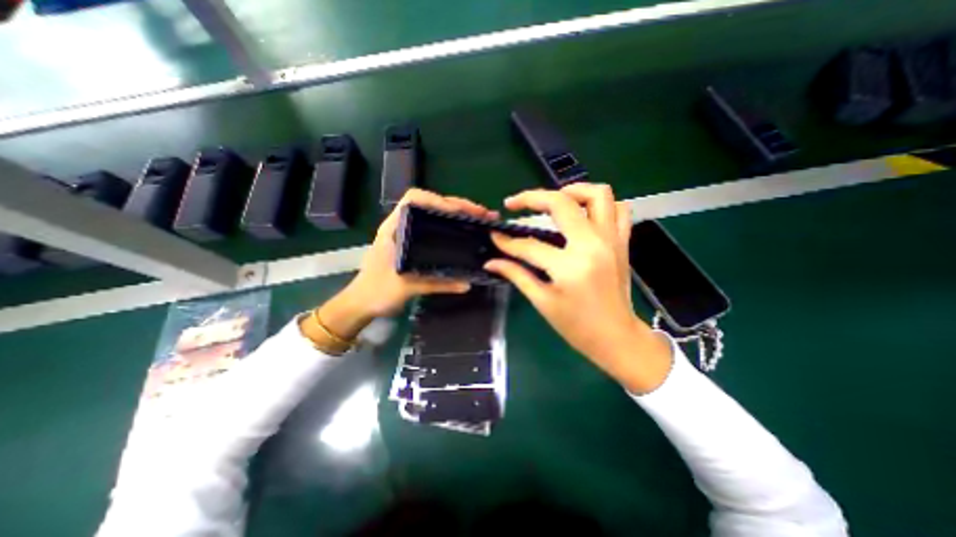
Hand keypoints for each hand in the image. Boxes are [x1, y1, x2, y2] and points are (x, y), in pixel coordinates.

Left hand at [307, 191, 499, 345]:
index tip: (459, 212)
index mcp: (394, 227)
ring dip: (458, 214)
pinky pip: (436, 228)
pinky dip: (452, 226)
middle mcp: (402, 225)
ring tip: (480, 220)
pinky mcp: (414, 243)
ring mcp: (409, 233)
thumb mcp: (407, 287)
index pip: (415, 199)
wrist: (361, 303)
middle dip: (458, 206)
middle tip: (483, 215)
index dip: (439, 200)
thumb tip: (467, 284)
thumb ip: (437, 284)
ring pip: (435, 215)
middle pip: (431, 204)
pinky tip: (465, 232)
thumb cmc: (377, 291)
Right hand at [487, 185, 671, 393]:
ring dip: (571, 190)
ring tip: (552, 201)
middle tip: (514, 203)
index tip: (495, 236)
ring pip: (597, 194)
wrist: (616, 337)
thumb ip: (516, 275)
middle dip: (531, 197)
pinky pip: (618, 209)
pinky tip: (583, 214)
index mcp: (569, 267)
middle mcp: (592, 245)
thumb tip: (491, 262)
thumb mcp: (543, 302)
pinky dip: (600, 204)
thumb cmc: (577, 326)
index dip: (508, 241)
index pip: (530, 245)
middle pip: (561, 203)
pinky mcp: (622, 242)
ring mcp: (611, 240)